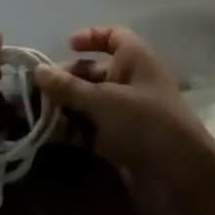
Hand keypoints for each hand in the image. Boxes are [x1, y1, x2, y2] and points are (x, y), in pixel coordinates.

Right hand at [34, 26, 214, 214]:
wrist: (179, 178)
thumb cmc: (144, 122)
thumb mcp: (103, 101)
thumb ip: (68, 87)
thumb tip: (37, 70)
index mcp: (135, 57)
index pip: (112, 36)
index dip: (90, 37)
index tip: (65, 45)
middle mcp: (131, 79)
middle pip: (95, 70)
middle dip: (68, 78)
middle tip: (37, 89)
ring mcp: (127, 112)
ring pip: (91, 102)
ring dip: (67, 106)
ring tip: (35, 113)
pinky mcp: (122, 141)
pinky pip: (93, 128)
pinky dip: (74, 129)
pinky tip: (49, 135)